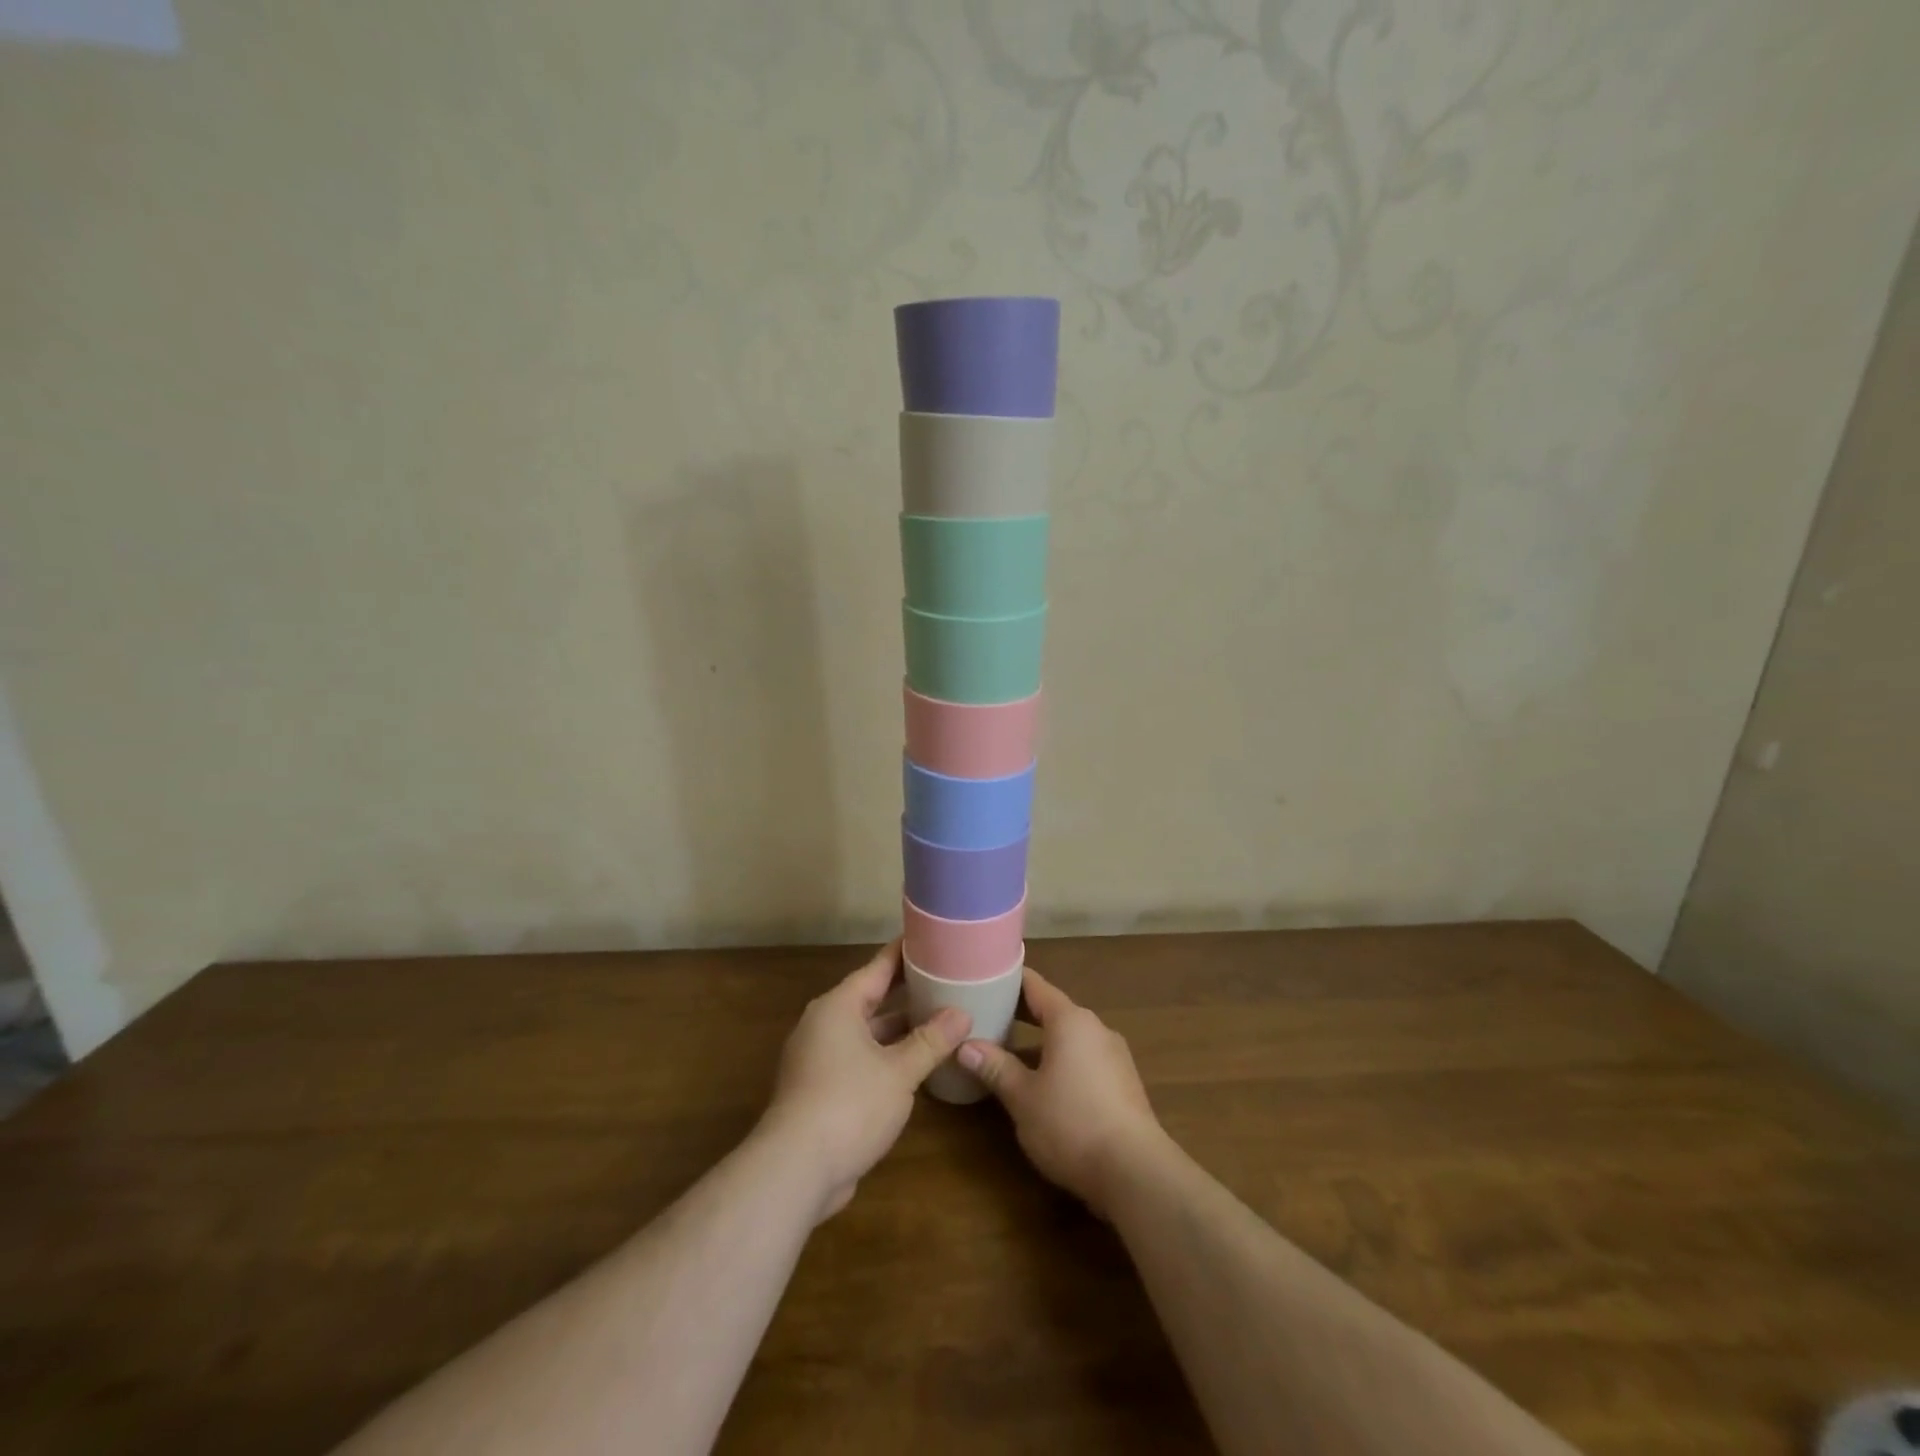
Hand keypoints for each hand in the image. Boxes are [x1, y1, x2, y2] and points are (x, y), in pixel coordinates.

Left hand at [762, 940, 970, 1221]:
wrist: (795, 1170)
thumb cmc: (848, 1105)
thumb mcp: (899, 1071)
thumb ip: (931, 1040)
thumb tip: (961, 1013)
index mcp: (838, 1007)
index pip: (877, 968)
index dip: (904, 953)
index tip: (930, 937)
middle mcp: (824, 1025)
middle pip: (871, 998)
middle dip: (906, 991)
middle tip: (944, 977)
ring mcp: (818, 1059)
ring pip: (866, 1032)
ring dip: (898, 1029)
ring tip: (938, 1019)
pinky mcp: (820, 1090)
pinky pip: (859, 1059)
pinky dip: (885, 1056)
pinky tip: (914, 1064)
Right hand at [957, 968, 1166, 1218]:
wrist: (1135, 1172)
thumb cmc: (1071, 1123)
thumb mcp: (1022, 1097)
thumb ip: (995, 1067)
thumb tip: (964, 1045)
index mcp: (1070, 1020)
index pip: (1035, 985)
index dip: (1008, 980)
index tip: (984, 979)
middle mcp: (1095, 1028)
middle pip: (1053, 1009)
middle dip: (1021, 1014)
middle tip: (988, 1017)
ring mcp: (1114, 1055)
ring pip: (1070, 1036)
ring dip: (1042, 1041)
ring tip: (1010, 1052)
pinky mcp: (1124, 1083)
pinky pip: (1085, 1058)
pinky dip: (1062, 1060)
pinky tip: (1045, 1083)